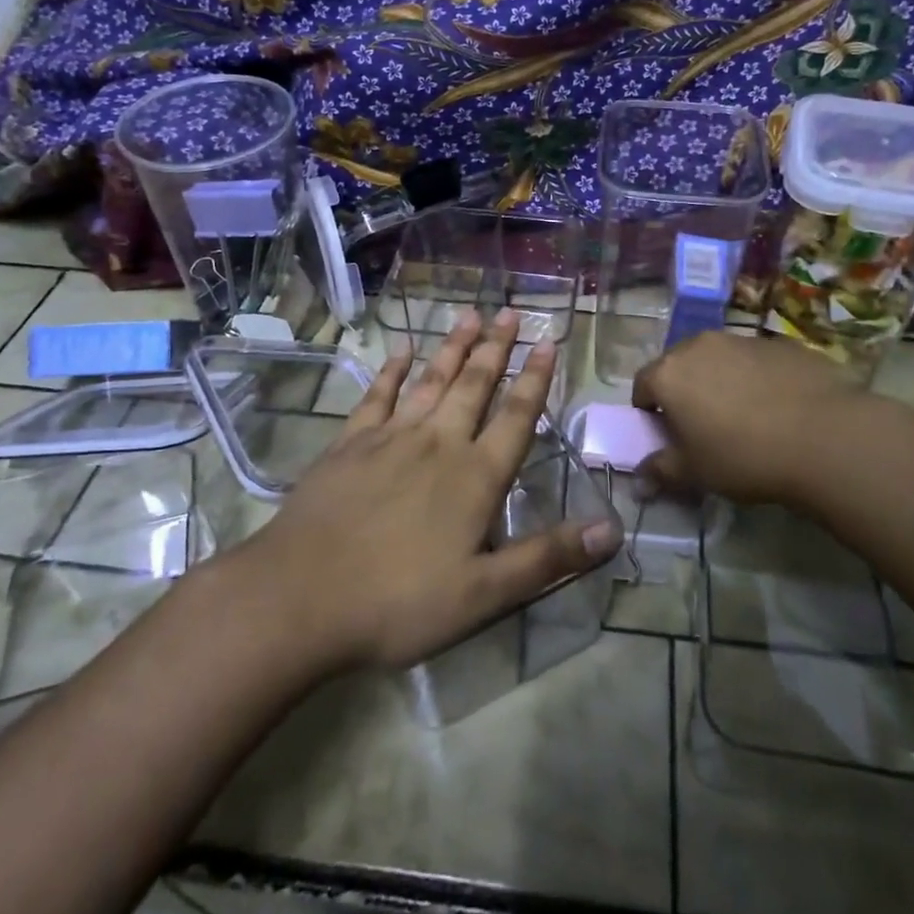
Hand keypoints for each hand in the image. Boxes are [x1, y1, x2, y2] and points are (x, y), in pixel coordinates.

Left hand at [239, 309, 623, 673]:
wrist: (300, 597)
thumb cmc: (399, 602)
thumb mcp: (484, 594)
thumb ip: (547, 558)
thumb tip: (613, 529)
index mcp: (475, 476)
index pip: (516, 416)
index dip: (536, 378)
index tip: (548, 341)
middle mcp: (438, 443)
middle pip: (474, 385)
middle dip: (496, 347)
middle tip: (511, 311)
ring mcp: (390, 437)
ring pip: (431, 381)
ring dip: (453, 347)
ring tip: (471, 315)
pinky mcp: (350, 443)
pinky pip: (378, 395)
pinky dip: (393, 370)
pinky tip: (402, 350)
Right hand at [632, 330, 901, 512]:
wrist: (824, 436)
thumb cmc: (743, 456)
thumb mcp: (695, 473)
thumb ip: (661, 471)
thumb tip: (640, 479)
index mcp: (669, 373)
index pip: (642, 386)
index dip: (649, 411)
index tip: (666, 434)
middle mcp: (699, 345)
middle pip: (679, 366)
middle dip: (684, 391)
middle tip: (703, 426)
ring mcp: (742, 339)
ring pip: (719, 359)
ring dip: (720, 381)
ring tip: (745, 416)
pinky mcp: (780, 343)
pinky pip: (755, 361)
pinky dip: (756, 378)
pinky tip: (779, 407)